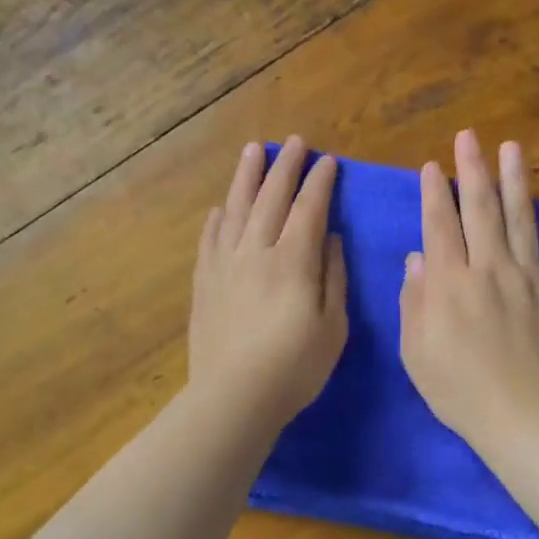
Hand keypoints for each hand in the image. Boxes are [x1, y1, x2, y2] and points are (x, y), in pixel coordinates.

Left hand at [189, 137, 348, 432]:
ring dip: (246, 178)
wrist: (234, 396)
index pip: (309, 209)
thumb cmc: (295, 367)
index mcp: (293, 261)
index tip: (328, 161)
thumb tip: (330, 238)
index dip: (320, 182)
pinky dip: (217, 218)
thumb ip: (333, 277)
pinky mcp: (204, 283)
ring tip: (253, 151)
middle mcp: (256, 252)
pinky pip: (209, 239)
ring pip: (235, 209)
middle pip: (271, 198)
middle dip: (285, 167)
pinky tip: (220, 208)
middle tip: (294, 142)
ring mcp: (225, 265)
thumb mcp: (333, 326)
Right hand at [399, 130, 538, 455]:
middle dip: (472, 170)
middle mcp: (489, 269)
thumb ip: (415, 300)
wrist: (523, 417)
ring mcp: (530, 280)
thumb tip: (417, 257)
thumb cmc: (459, 390)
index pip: (439, 226)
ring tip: (512, 148)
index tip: (432, 166)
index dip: (434, 193)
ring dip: (515, 182)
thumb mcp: (416, 351)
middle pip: (479, 210)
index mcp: (450, 283)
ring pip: (521, 220)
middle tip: (469, 137)